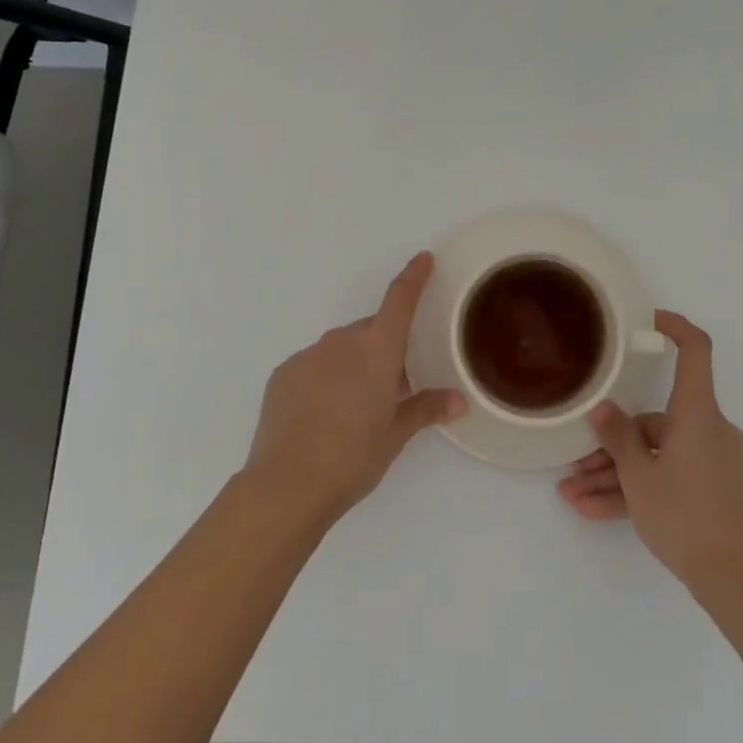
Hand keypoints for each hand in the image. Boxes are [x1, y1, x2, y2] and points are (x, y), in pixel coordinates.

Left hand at [245, 252, 466, 523]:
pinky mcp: (283, 373)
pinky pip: (313, 366)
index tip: (423, 258)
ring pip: (340, 350)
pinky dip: (324, 379)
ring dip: (352, 366)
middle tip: (391, 388)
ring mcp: (308, 355)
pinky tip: (322, 415)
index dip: (414, 277)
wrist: (286, 484)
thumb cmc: (353, 457)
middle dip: (383, 350)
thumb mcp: (395, 435)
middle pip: (370, 331)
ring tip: (353, 409)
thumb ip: (426, 409)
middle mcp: (342, 341)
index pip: (400, 300)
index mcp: (376, 350)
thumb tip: (459, 401)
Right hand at [557, 311, 742, 603]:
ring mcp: (709, 459)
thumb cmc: (685, 515)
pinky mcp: (708, 487)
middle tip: (576, 463)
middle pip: (655, 419)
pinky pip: (665, 475)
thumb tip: (602, 409)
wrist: (732, 579)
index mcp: (697, 412)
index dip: (674, 327)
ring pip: (654, 453)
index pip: (696, 350)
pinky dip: (635, 489)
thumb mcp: (639, 475)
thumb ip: (617, 438)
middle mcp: (707, 428)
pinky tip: (594, 510)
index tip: (647, 320)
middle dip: (612, 442)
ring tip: (573, 494)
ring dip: (615, 473)